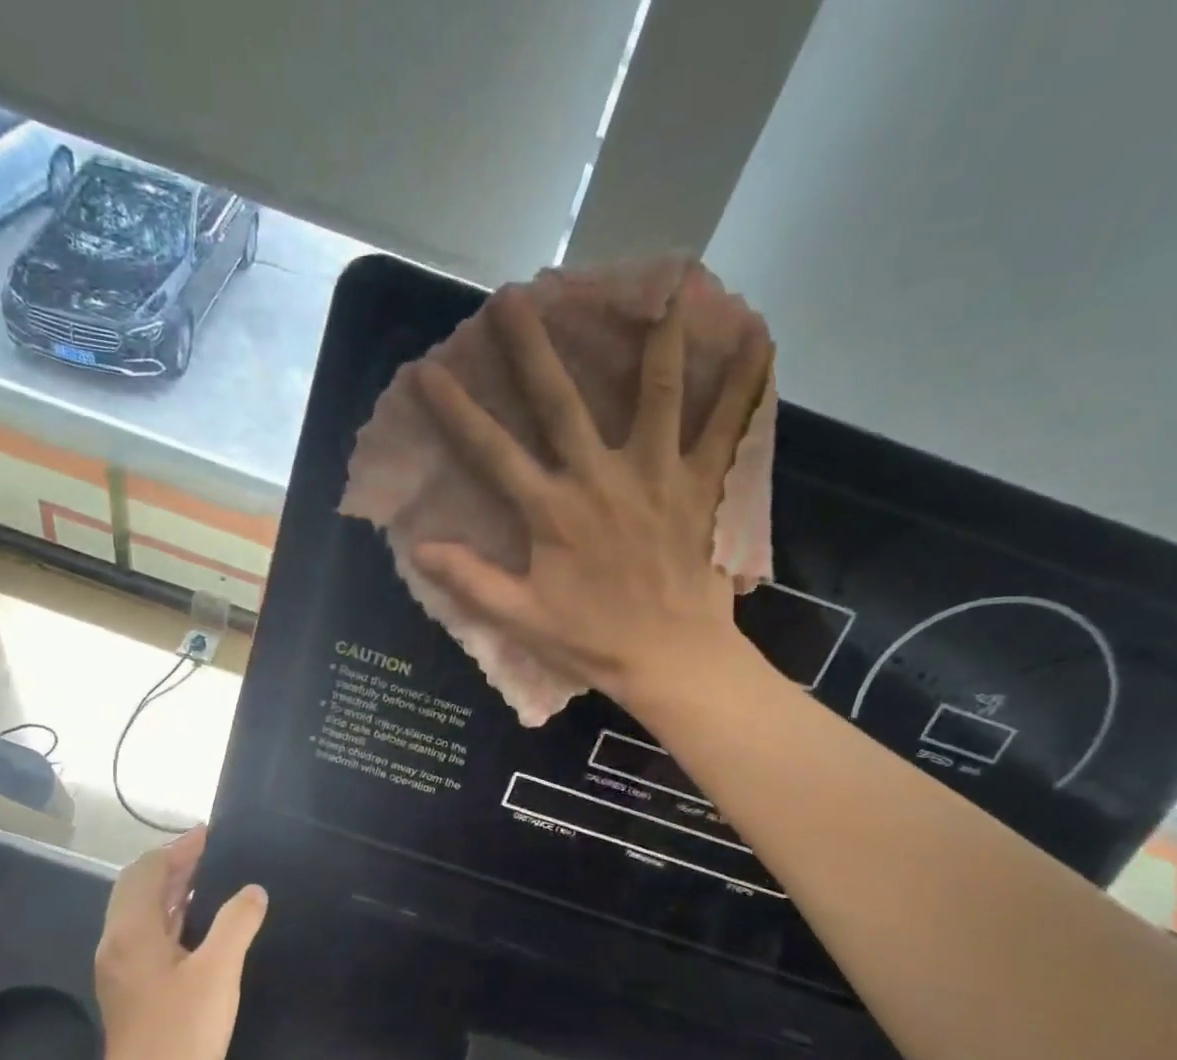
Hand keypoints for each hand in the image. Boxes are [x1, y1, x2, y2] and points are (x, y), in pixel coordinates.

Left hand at [92, 827, 265, 1059]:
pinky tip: (202, 924)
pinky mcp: (130, 988)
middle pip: (140, 887)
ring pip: (143, 912)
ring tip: (214, 878)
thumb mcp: (219, 971)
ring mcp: (121, 968)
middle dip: (175, 865)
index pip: (148, 870)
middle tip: (215, 853)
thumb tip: (252, 891)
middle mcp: (118, 943)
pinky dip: (173, 916)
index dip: (179, 848)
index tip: (211, 834)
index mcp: (132, 932)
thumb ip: (237, 923)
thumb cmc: (182, 1033)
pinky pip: (149, 934)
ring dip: (174, 890)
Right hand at [411, 285, 770, 705]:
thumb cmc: (593, 640)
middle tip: (514, 295)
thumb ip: (470, 580)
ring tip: (661, 283)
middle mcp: (601, 479)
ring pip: (656, 395)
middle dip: (534, 348)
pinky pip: (729, 428)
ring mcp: (658, 477)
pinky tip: (757, 335)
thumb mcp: (522, 617)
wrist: (672, 659)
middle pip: (562, 403)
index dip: (456, 410)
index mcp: (553, 512)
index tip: (427, 369)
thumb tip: (419, 547)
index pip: (493, 452)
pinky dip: (744, 382)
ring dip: (654, 338)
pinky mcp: (703, 488)